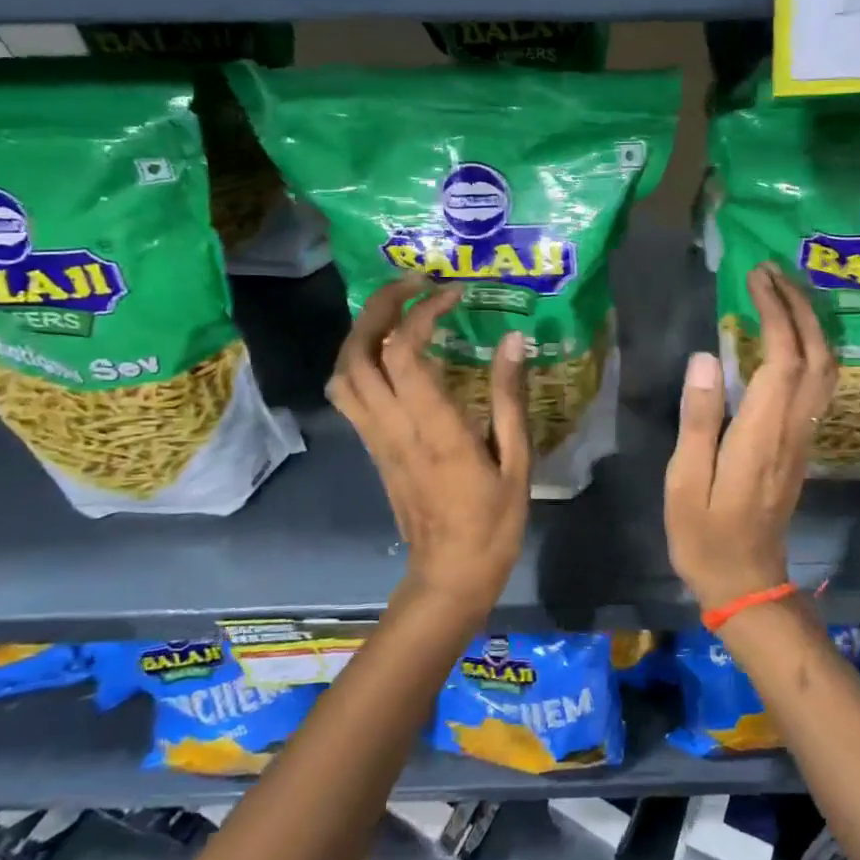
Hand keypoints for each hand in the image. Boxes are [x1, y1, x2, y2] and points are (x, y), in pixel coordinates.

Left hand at [327, 277, 529, 621]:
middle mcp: (393, 428)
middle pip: (358, 354)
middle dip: (379, 307)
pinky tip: (389, 351)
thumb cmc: (492, 523)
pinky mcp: (372, 449)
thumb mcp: (516, 462)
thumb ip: (509, 398)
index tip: (452, 294)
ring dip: (361, 332)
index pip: (403, 354)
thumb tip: (513, 341)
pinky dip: (359, 359)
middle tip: (413, 284)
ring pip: (343, 373)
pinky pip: (349, 394)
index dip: (421, 313)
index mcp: (433, 431)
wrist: (449, 576)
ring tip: (397, 311)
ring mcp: (375, 439)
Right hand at [665, 264, 837, 611]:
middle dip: (800, 307)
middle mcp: (793, 428)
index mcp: (763, 433)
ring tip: (783, 295)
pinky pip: (819, 386)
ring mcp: (802, 438)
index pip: (783, 357)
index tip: (755, 278)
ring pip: (826, 370)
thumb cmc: (705, 535)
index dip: (775, 312)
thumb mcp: (686, 480)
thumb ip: (699, 417)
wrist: (746, 581)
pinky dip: (811, 350)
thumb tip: (706, 357)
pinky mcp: (800, 446)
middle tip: (772, 273)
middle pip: (816, 355)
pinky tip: (789, 340)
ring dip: (811, 326)